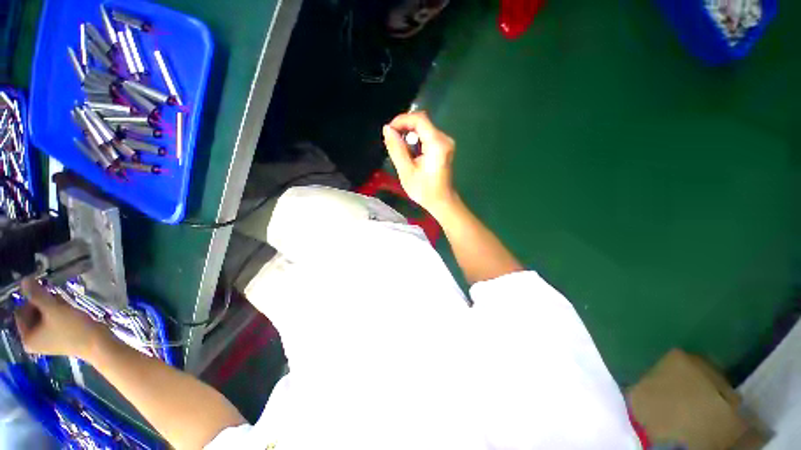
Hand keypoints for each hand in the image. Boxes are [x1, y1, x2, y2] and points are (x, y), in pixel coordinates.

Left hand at [14, 278, 109, 358]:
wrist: (98, 342)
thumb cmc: (73, 328)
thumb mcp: (53, 309)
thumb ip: (37, 294)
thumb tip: (24, 280)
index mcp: (26, 338)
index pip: (21, 312)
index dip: (32, 301)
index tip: (48, 296)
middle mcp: (33, 341)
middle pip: (32, 314)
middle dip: (44, 304)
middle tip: (58, 301)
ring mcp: (46, 341)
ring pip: (43, 316)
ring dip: (53, 308)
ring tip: (66, 307)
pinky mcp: (57, 338)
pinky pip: (51, 321)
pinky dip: (59, 314)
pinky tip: (70, 312)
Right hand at [383, 111, 457, 217]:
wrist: (442, 202)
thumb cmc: (424, 190)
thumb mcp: (406, 171)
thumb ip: (396, 149)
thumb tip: (387, 129)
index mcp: (437, 144)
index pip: (419, 119)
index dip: (401, 120)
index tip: (389, 131)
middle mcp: (444, 139)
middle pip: (422, 122)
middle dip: (404, 128)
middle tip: (392, 142)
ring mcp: (445, 143)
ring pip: (423, 129)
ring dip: (409, 135)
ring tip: (399, 150)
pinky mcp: (444, 147)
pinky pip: (427, 136)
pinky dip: (415, 140)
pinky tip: (409, 153)